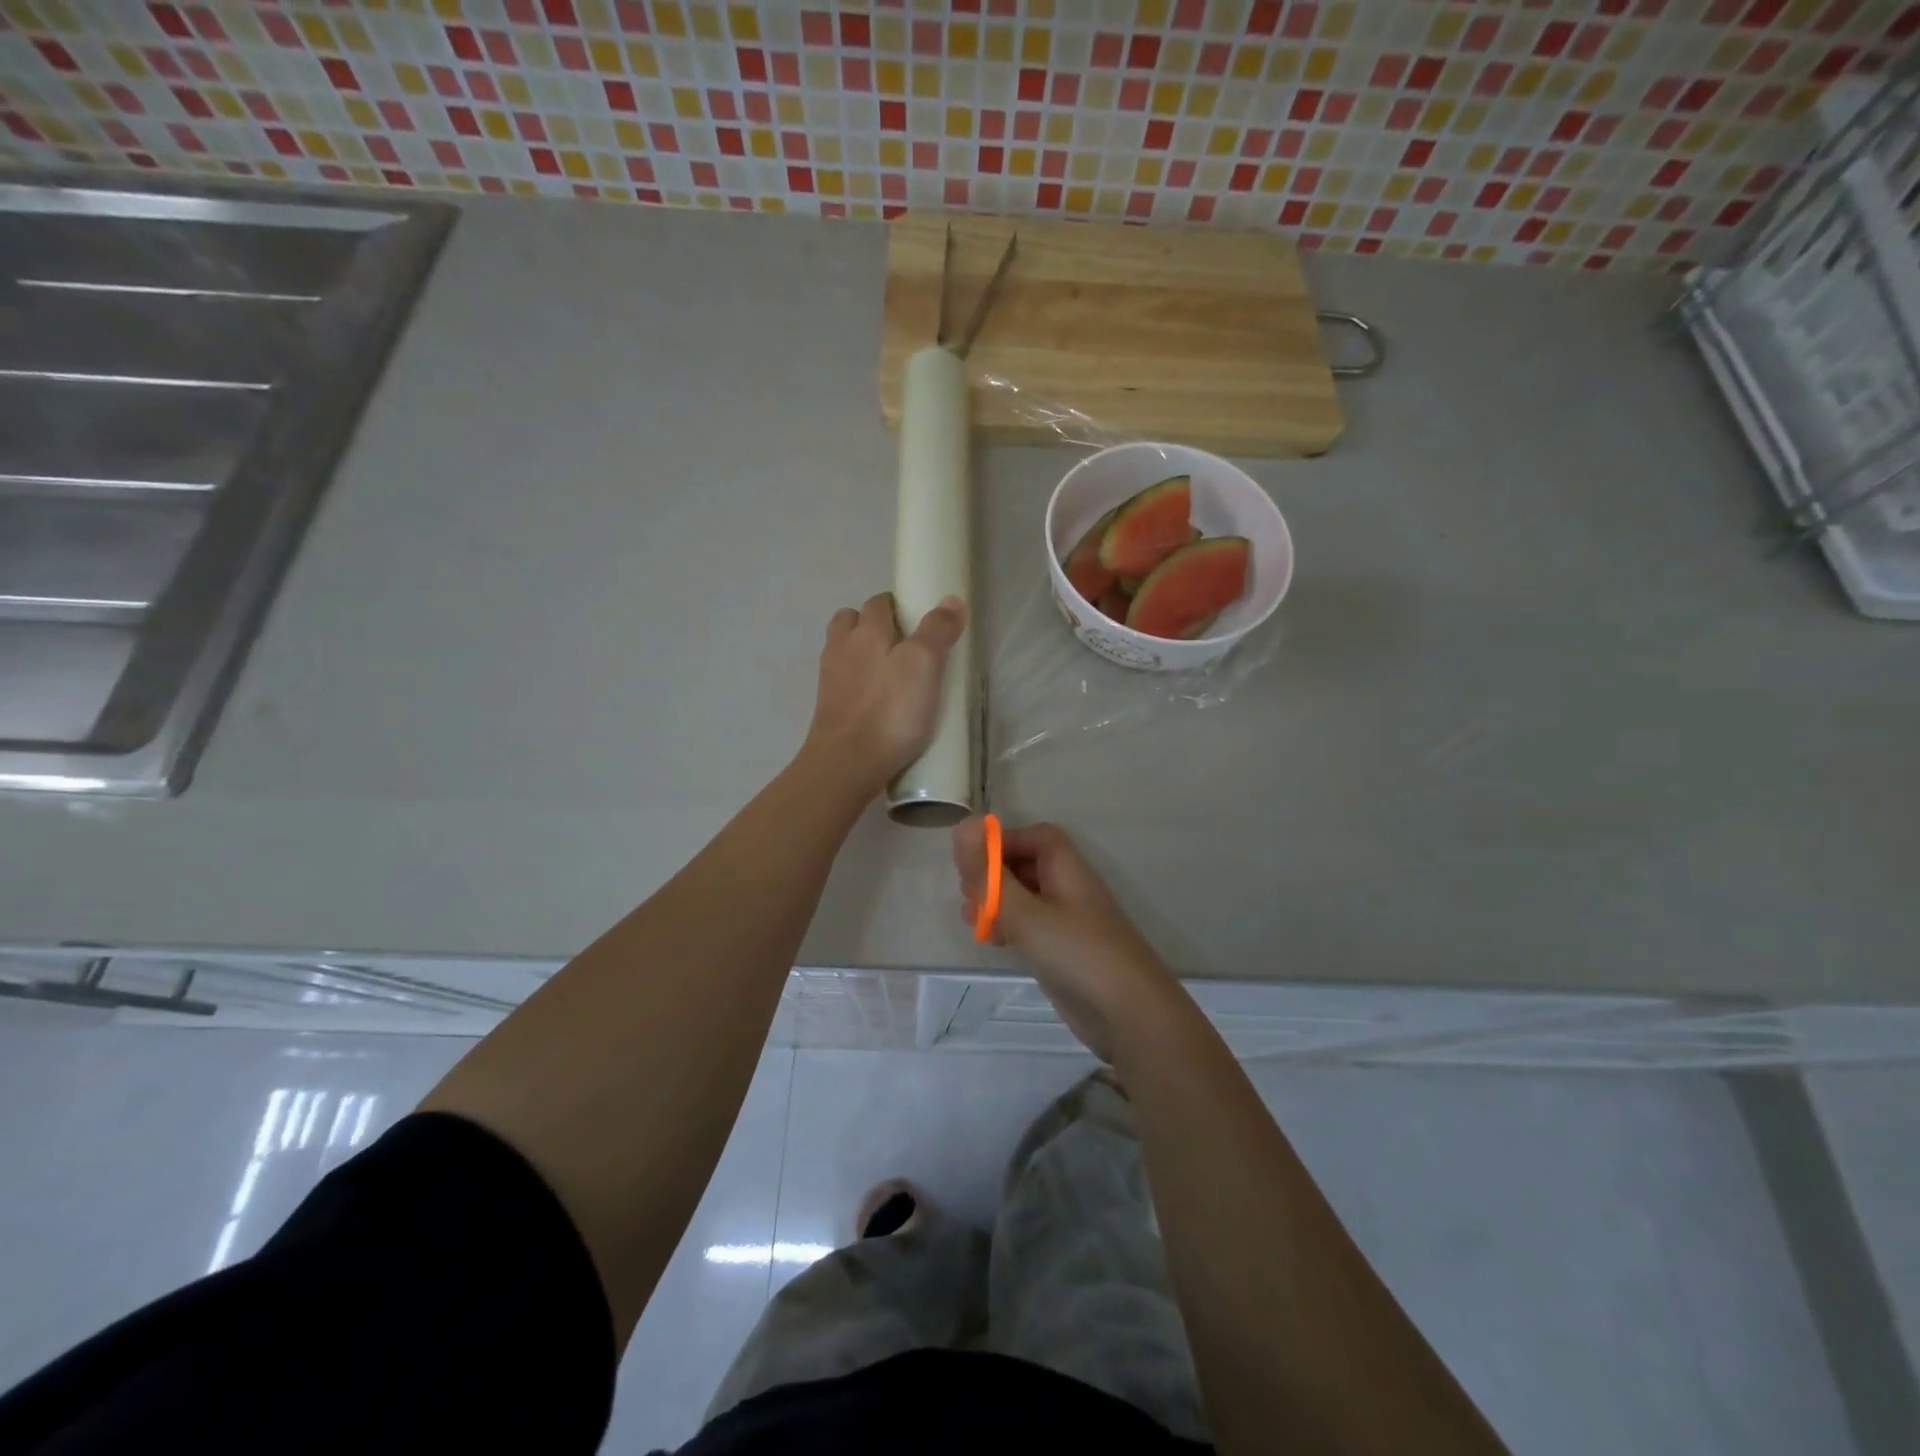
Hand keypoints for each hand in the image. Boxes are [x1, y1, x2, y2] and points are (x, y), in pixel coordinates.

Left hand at [804, 592, 966, 797]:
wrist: (846, 764)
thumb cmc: (890, 711)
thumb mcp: (924, 665)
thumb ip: (937, 630)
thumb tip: (951, 599)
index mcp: (865, 631)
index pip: (879, 602)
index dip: (899, 606)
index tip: (920, 622)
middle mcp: (841, 648)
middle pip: (852, 622)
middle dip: (874, 625)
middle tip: (905, 646)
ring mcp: (830, 680)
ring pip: (844, 652)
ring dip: (862, 654)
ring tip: (890, 674)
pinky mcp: (828, 709)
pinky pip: (842, 684)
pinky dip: (857, 685)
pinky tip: (877, 703)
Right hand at [952, 817, 1183, 1061]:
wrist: (1131, 1016)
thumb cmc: (1077, 953)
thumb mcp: (1025, 912)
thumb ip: (990, 874)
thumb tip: (963, 824)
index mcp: (1067, 869)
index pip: (1035, 837)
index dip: (1003, 842)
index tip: (973, 862)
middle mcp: (1069, 889)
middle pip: (1028, 866)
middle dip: (994, 874)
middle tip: (968, 894)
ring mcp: (1068, 923)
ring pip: (1026, 898)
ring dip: (997, 903)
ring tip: (971, 919)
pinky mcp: (1064, 952)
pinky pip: (1031, 927)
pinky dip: (1009, 927)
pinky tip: (991, 942)